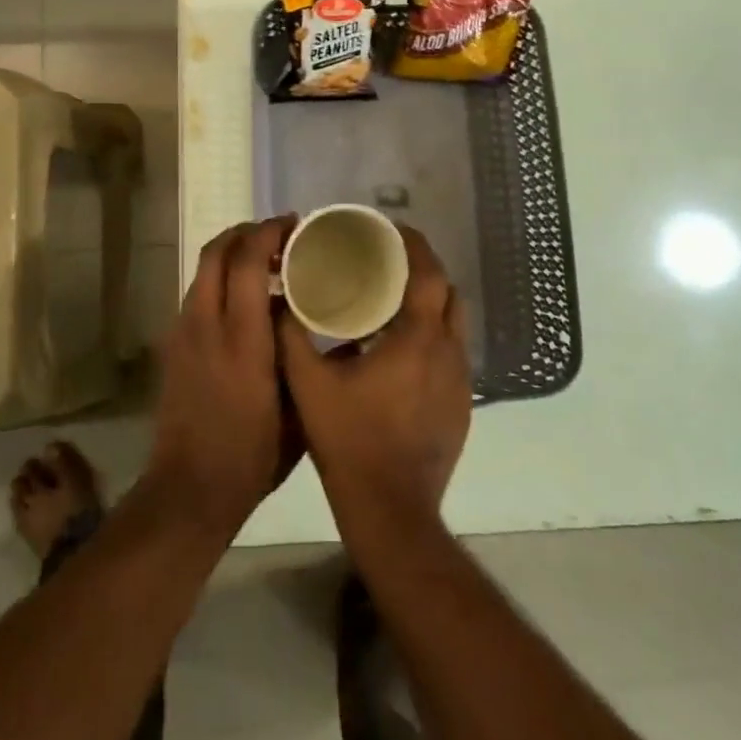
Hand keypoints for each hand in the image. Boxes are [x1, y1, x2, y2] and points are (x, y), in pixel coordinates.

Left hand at [143, 217, 302, 537]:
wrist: (189, 490)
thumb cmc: (253, 457)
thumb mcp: (294, 406)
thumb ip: (297, 352)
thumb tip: (300, 312)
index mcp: (242, 339)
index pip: (247, 262)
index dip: (269, 232)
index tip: (294, 224)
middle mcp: (206, 325)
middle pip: (216, 252)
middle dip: (245, 232)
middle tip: (277, 235)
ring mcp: (183, 334)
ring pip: (202, 270)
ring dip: (230, 254)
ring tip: (263, 263)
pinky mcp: (172, 347)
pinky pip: (196, 295)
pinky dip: (219, 281)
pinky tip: (243, 301)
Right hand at [276, 226, 470, 534]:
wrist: (391, 509)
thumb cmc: (350, 440)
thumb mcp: (309, 384)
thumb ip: (291, 337)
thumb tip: (278, 301)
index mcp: (417, 339)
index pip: (429, 274)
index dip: (415, 246)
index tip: (392, 230)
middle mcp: (449, 353)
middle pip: (449, 294)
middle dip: (423, 271)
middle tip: (388, 262)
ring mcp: (460, 382)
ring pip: (454, 325)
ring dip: (430, 305)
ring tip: (393, 301)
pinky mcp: (462, 406)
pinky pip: (452, 354)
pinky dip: (433, 337)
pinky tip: (401, 351)